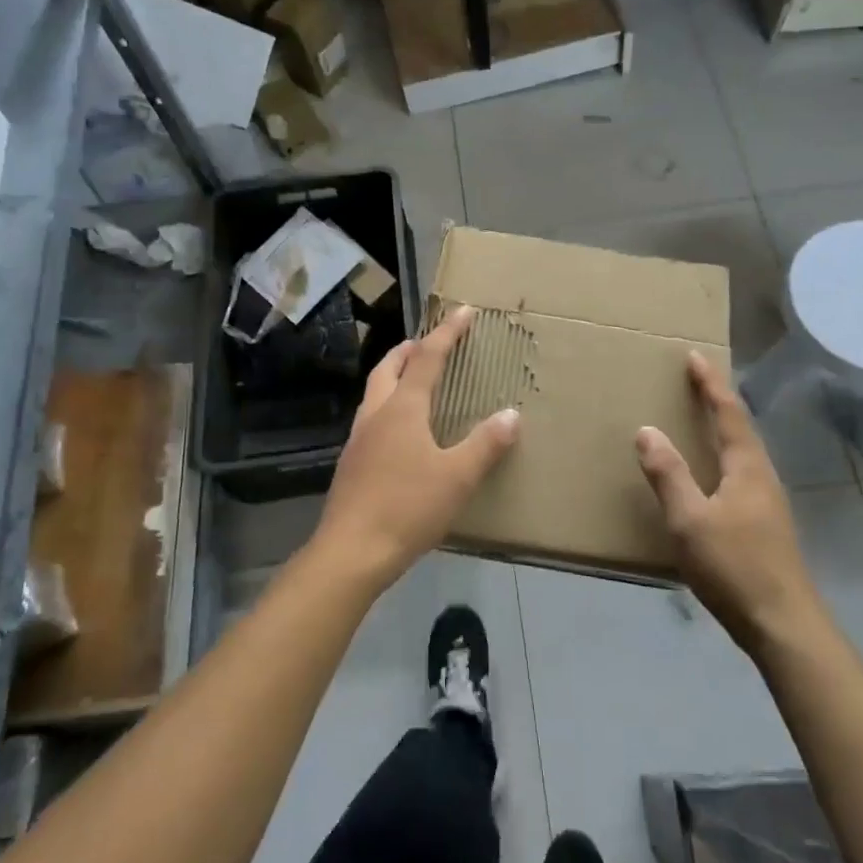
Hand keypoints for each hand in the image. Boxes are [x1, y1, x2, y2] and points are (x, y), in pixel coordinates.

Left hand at [315, 305, 519, 586]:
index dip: (447, 333)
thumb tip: (511, 415)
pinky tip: (400, 431)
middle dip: (409, 349)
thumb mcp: (457, 477)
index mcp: (402, 409)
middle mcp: (376, 414)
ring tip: (414, 380)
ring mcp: (358, 439)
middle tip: (429, 343)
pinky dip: (387, 406)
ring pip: (374, 392)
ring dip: (394, 376)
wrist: (351, 552)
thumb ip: (485, 445)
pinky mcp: (351, 463)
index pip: (427, 359)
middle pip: (388, 368)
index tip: (463, 311)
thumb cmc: (408, 508)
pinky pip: (371, 418)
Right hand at [635, 352, 815, 656]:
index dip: (711, 384)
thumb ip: (668, 475)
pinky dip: (722, 456)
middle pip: (741, 428)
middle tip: (694, 381)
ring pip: (743, 452)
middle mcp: (763, 476)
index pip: (728, 413)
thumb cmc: (734, 567)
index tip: (695, 356)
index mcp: (747, 467)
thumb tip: (647, 430)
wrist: (783, 624)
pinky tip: (710, 475)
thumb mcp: (690, 520)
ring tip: (699, 420)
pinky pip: (741, 473)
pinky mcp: (766, 524)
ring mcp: (768, 502)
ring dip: (722, 429)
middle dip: (718, 401)